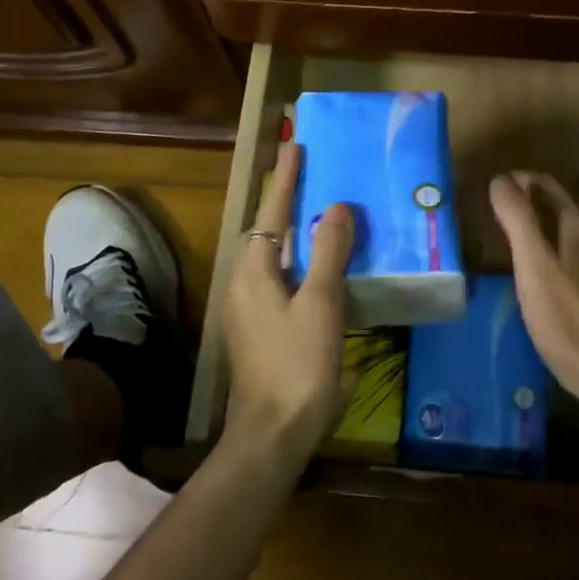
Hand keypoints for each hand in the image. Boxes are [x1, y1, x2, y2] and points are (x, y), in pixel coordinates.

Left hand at [222, 142, 353, 460]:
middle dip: (287, 201)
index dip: (286, 178)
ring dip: (293, 231)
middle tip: (312, 175)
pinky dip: (299, 261)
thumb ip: (328, 252)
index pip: (272, 211)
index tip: (295, 145)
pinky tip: (320, 269)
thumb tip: (335, 207)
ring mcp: (248, 309)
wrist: (272, 434)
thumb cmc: (298, 364)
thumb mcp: (321, 303)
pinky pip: (279, 279)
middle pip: (267, 230)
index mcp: (254, 270)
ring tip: (319, 214)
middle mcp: (243, 283)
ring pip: (273, 256)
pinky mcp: (259, 329)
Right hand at [489, 171, 578, 400]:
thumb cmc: (561, 312)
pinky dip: (568, 243)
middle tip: (509, 210)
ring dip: (556, 220)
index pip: (549, 184)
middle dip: (539, 198)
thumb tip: (501, 179)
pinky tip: (555, 264)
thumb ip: (516, 216)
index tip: (496, 190)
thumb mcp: (530, 261)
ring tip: (528, 234)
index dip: (521, 180)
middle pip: (570, 200)